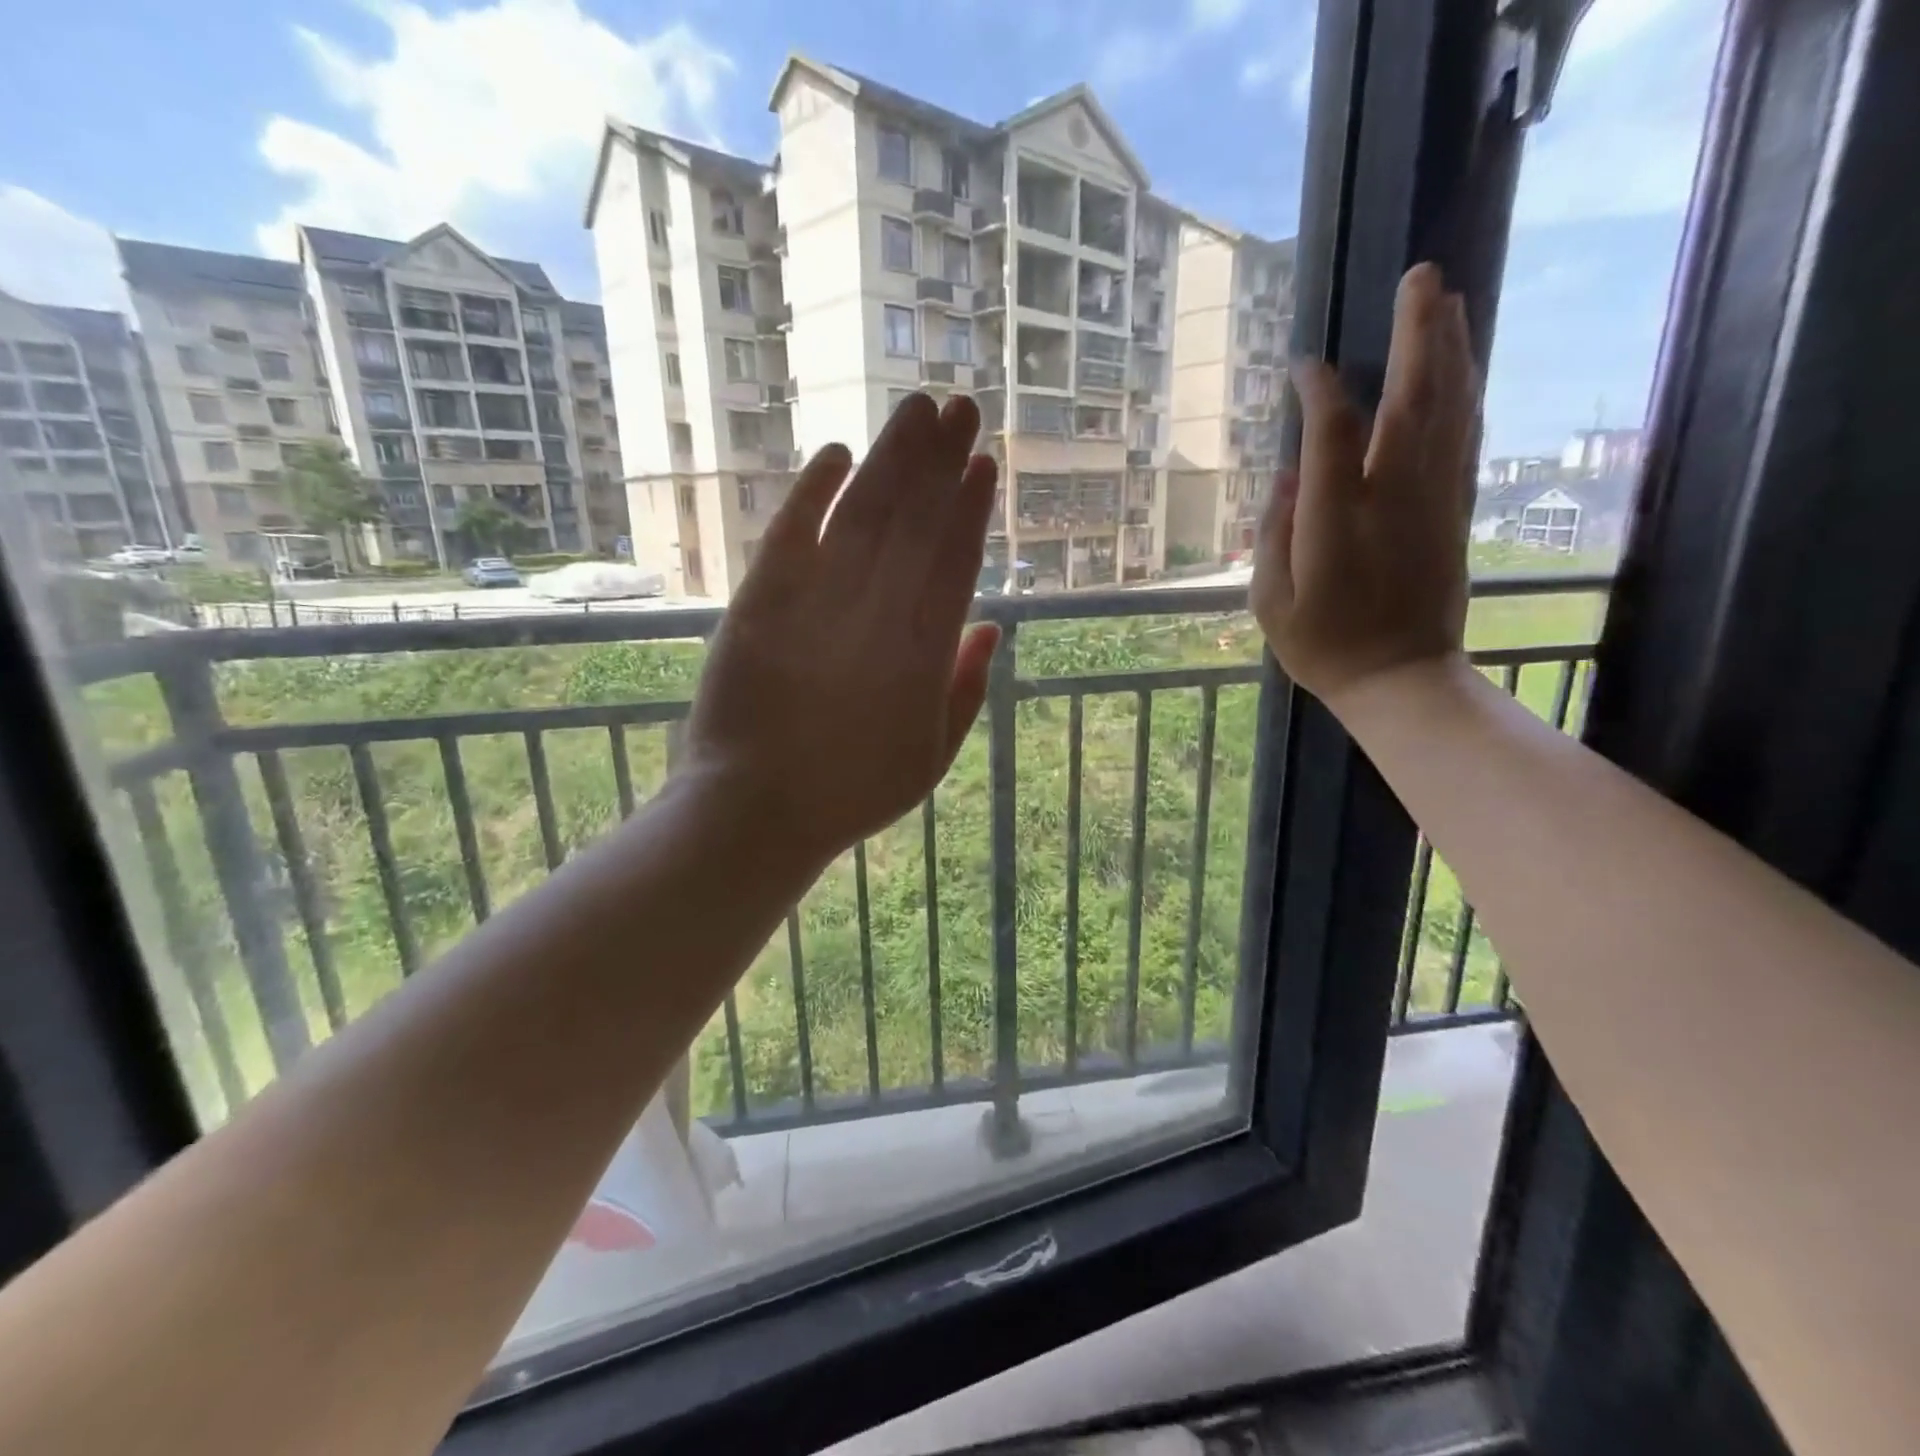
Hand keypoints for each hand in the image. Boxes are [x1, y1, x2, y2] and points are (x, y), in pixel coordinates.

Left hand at [683, 394, 1000, 869]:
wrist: (756, 811)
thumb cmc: (852, 793)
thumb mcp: (931, 759)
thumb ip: (966, 689)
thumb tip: (992, 626)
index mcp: (923, 655)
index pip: (954, 561)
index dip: (970, 509)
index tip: (984, 464)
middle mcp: (876, 615)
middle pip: (914, 522)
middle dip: (940, 461)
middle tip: (961, 407)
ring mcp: (816, 603)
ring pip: (862, 512)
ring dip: (891, 457)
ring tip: (917, 410)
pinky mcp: (759, 602)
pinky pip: (791, 531)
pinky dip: (813, 489)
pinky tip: (837, 452)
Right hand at [1251, 263, 1477, 709]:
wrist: (1401, 679)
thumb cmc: (1324, 646)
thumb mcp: (1271, 602)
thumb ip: (1272, 535)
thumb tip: (1286, 477)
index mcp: (1337, 519)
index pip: (1332, 432)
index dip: (1320, 390)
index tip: (1303, 366)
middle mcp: (1393, 496)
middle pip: (1412, 399)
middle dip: (1418, 334)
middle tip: (1422, 276)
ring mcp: (1433, 500)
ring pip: (1450, 410)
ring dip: (1452, 351)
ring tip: (1450, 301)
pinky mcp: (1455, 511)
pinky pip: (1464, 440)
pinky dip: (1465, 396)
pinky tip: (1464, 369)